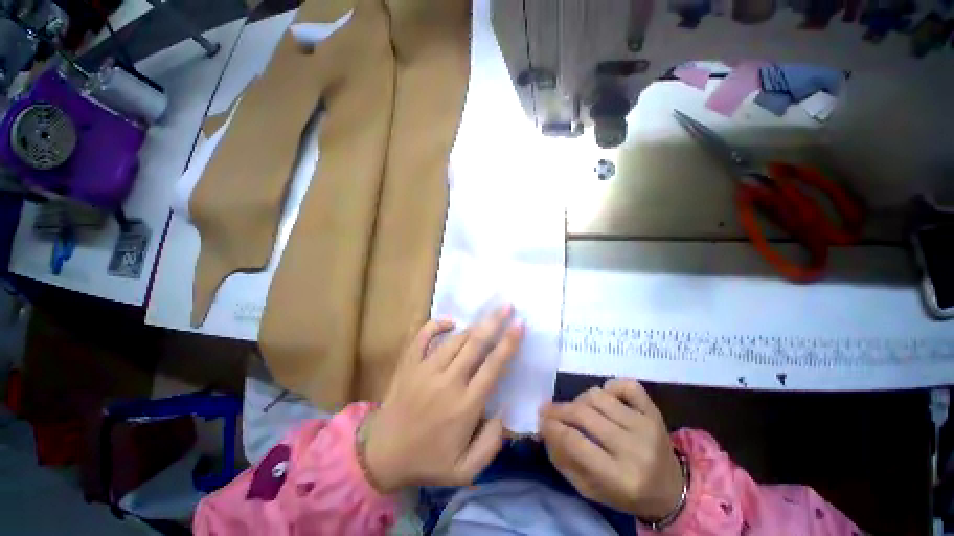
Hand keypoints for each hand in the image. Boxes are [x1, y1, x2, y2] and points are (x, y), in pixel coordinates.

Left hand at [364, 305, 522, 491]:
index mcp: (465, 405)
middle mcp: (447, 381)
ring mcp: (425, 370)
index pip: (493, 366)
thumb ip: (491, 444)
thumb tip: (504, 410)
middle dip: (494, 322)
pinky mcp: (409, 365)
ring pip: (454, 339)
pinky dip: (435, 325)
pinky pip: (422, 337)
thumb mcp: (466, 470)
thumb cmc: (427, 462)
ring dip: (473, 327)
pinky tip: (449, 322)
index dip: (508, 343)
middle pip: (475, 344)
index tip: (519, 325)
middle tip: (507, 306)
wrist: (382, 456)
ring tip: (486, 319)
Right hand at [539, 378, 682, 519]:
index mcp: (621, 478)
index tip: (540, 420)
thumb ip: (564, 460)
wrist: (671, 490)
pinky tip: (606, 400)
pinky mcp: (655, 411)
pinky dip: (610, 386)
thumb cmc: (626, 494)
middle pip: (585, 414)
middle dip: (560, 410)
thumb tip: (545, 429)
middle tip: (549, 410)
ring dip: (581, 400)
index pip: (576, 443)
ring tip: (580, 410)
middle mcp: (636, 449)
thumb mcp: (590, 489)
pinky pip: (626, 385)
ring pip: (599, 396)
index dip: (552, 427)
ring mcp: (647, 426)